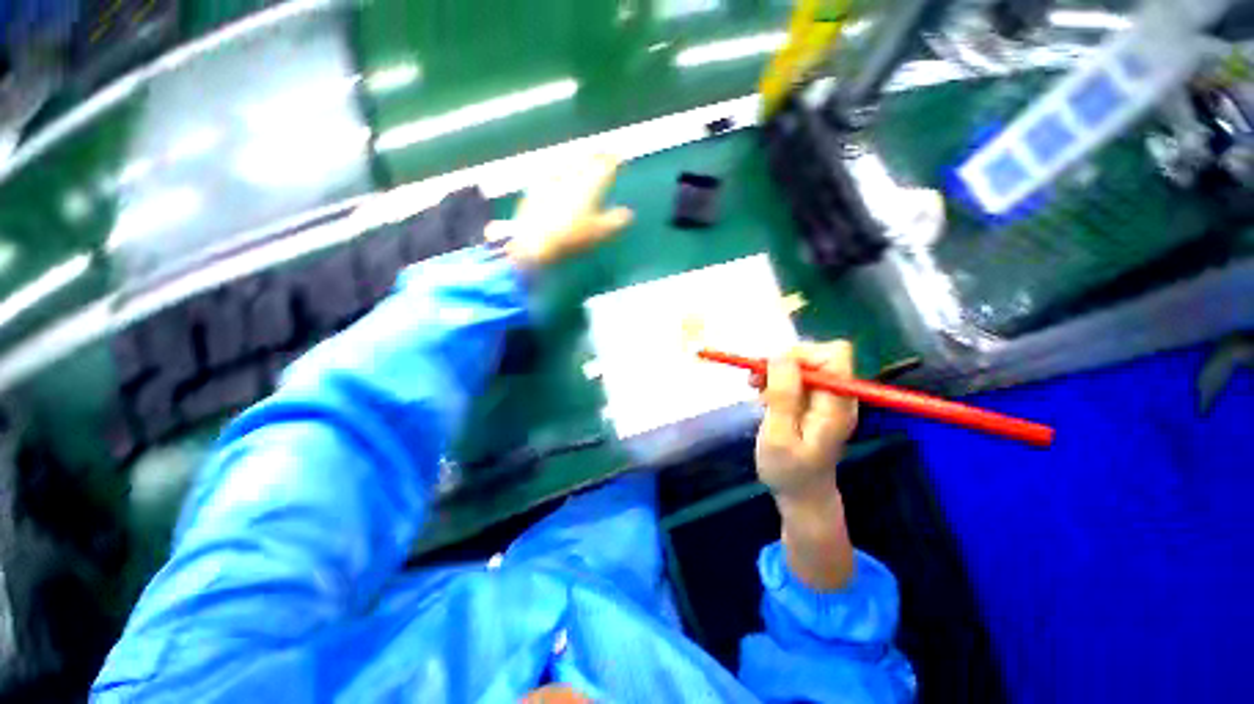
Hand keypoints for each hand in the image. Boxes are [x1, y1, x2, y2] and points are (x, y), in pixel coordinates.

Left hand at [486, 154, 634, 269]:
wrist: (535, 240)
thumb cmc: (571, 237)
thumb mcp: (598, 233)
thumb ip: (614, 221)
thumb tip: (629, 214)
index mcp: (590, 186)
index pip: (605, 166)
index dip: (613, 160)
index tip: (618, 157)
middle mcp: (572, 176)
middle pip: (586, 160)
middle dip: (596, 156)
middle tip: (601, 154)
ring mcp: (552, 179)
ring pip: (568, 162)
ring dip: (577, 158)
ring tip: (581, 158)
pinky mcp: (536, 186)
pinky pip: (549, 171)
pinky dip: (556, 168)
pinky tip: (555, 170)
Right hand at [755, 341, 858, 501]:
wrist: (802, 495)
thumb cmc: (788, 472)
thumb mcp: (778, 436)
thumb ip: (782, 396)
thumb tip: (780, 354)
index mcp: (836, 405)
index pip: (833, 355)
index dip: (802, 354)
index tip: (772, 370)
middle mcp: (837, 396)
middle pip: (816, 356)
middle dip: (783, 362)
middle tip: (756, 380)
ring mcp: (826, 398)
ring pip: (803, 365)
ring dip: (775, 372)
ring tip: (756, 391)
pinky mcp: (815, 402)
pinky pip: (796, 378)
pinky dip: (776, 381)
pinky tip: (764, 397)